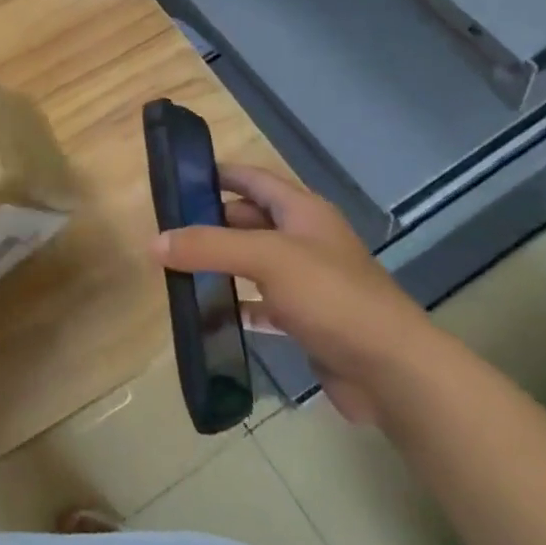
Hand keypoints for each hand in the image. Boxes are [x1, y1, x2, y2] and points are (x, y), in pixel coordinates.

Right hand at [156, 164, 438, 424]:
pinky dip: (236, 304)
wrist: (392, 370)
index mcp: (302, 211)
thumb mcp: (266, 258)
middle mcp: (305, 239)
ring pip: (252, 262)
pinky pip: (261, 303)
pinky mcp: (306, 319)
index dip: (217, 173)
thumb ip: (208, 246)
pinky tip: (209, 313)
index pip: (252, 178)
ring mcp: (307, 281)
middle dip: (209, 223)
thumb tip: (154, 242)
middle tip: (165, 233)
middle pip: (248, 219)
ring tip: (176, 269)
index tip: (175, 179)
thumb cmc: (331, 296)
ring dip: (219, 264)